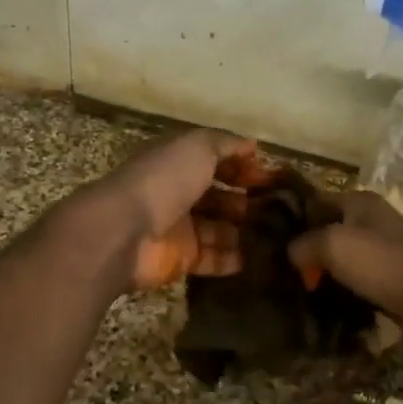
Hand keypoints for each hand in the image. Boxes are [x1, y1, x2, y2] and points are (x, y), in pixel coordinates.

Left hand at [73, 130, 273, 292]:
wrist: (123, 232)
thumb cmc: (162, 181)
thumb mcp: (197, 147)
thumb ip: (226, 144)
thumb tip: (252, 145)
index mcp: (177, 163)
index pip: (215, 161)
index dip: (242, 167)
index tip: (271, 178)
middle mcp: (177, 193)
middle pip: (218, 197)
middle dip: (246, 202)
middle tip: (279, 210)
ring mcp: (179, 229)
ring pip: (219, 230)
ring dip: (245, 232)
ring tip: (276, 235)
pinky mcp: (180, 259)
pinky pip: (212, 259)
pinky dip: (233, 259)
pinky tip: (257, 258)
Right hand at [286, 191, 402, 337]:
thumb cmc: (382, 264)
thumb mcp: (333, 245)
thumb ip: (303, 244)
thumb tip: (292, 253)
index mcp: (359, 201)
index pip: (314, 202)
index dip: (292, 221)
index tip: (270, 244)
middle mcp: (372, 218)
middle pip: (327, 230)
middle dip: (307, 250)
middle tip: (282, 272)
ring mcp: (384, 247)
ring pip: (342, 256)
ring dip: (324, 272)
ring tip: (299, 290)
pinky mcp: (391, 274)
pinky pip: (357, 277)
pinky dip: (342, 287)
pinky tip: (326, 302)